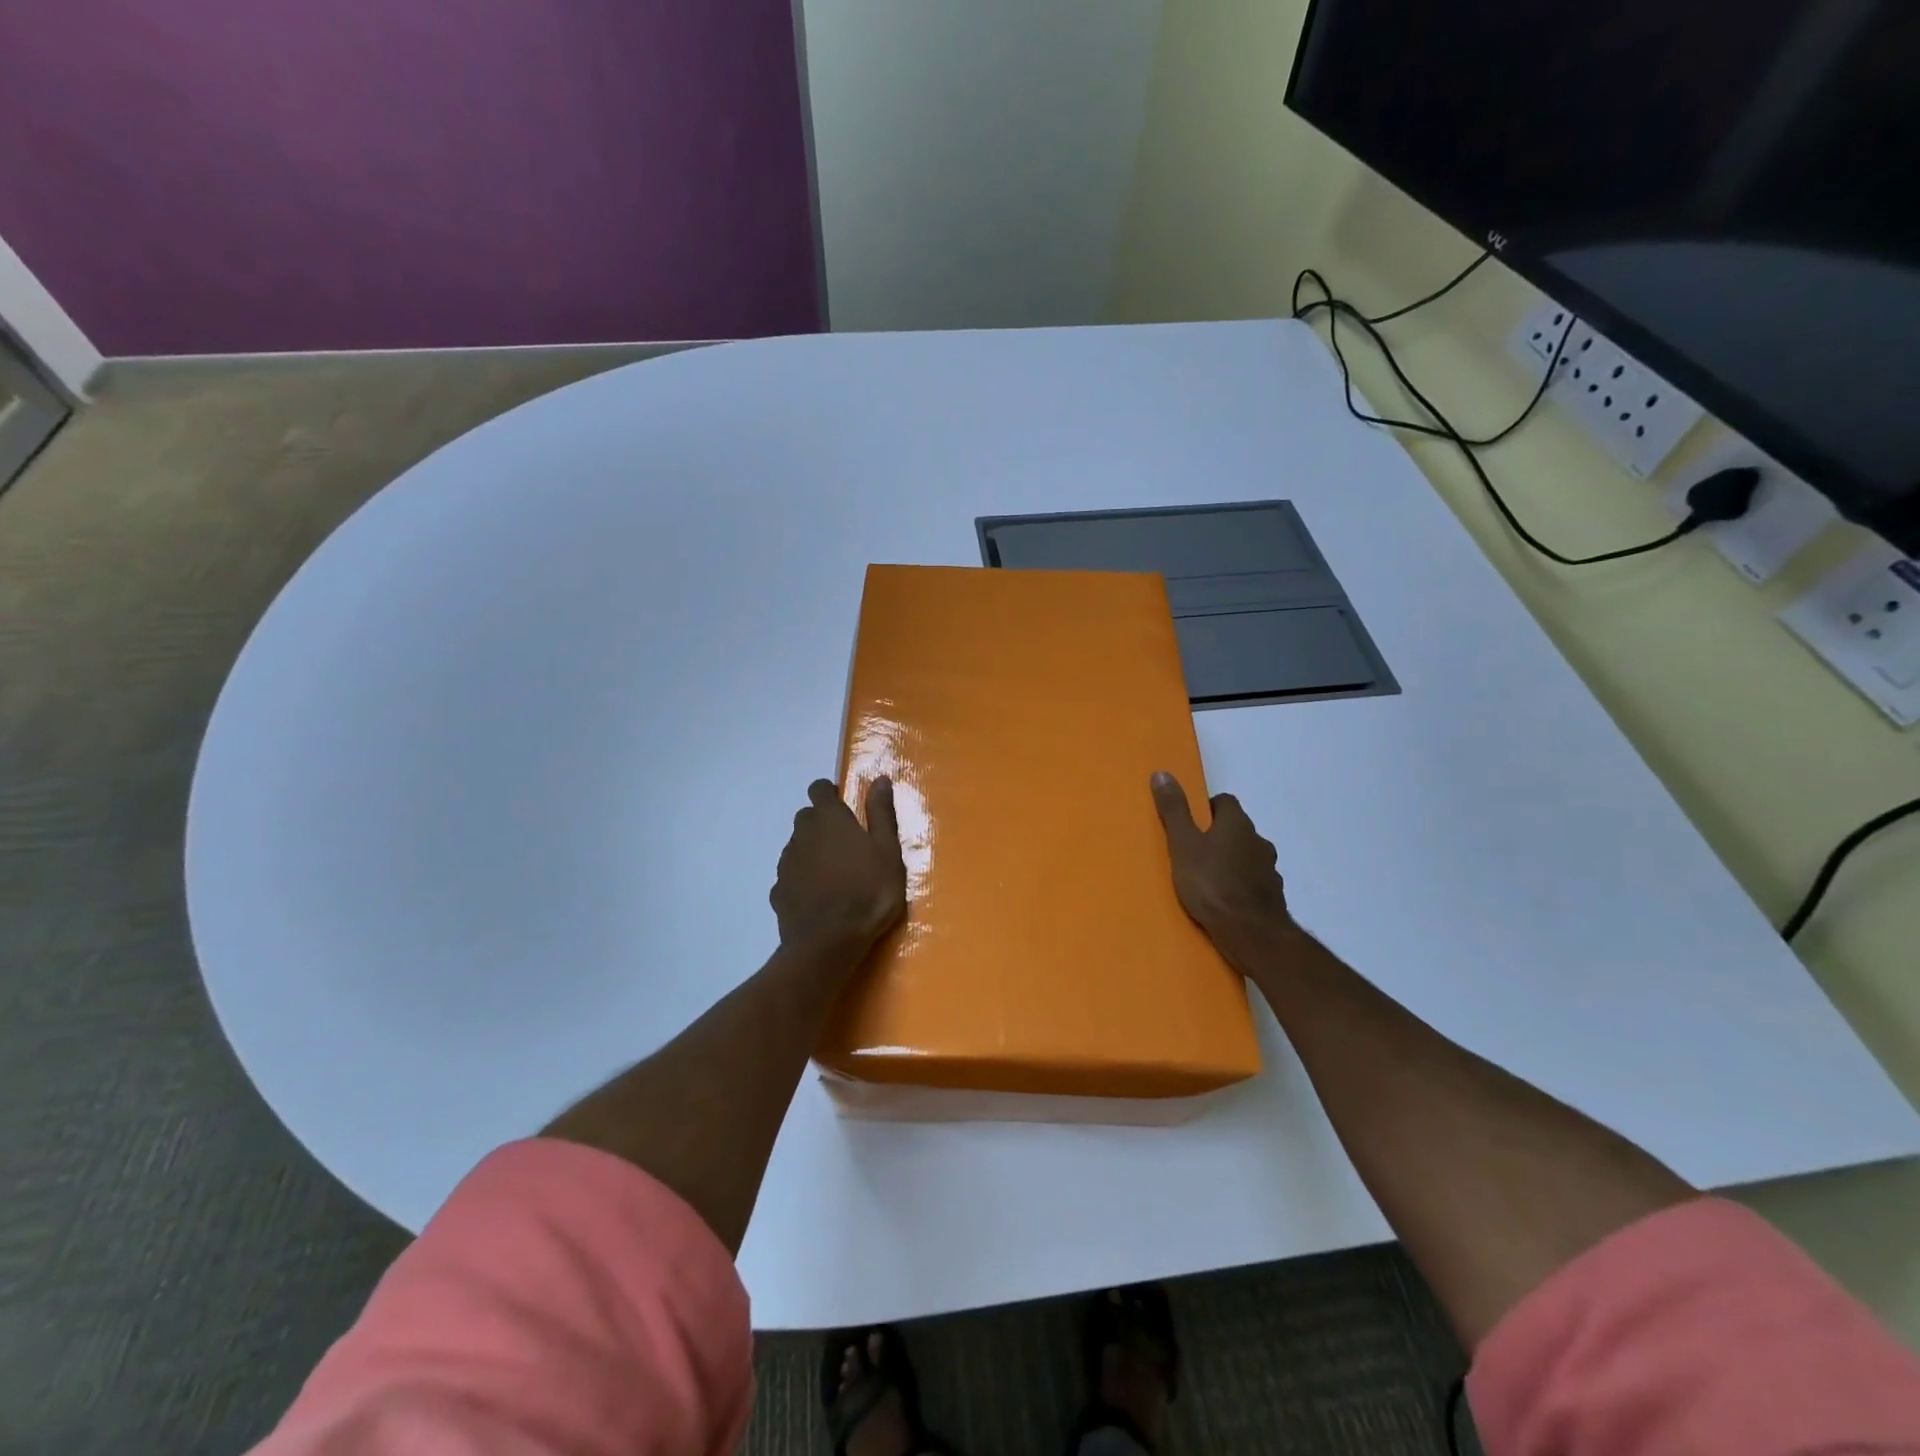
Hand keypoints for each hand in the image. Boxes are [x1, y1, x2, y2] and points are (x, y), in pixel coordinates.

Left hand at [771, 777, 907, 956]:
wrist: (829, 942)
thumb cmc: (868, 891)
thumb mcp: (888, 850)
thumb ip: (881, 813)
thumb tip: (880, 778)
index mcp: (829, 819)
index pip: (819, 789)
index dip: (830, 793)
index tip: (845, 806)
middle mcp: (802, 834)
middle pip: (807, 817)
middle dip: (823, 823)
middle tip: (847, 844)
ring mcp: (786, 864)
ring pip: (798, 847)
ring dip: (813, 852)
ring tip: (836, 874)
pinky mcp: (778, 891)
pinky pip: (791, 876)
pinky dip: (802, 879)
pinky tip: (819, 897)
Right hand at [1151, 771, 1296, 968]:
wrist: (1251, 933)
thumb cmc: (1211, 883)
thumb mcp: (1183, 844)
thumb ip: (1174, 811)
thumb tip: (1162, 773)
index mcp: (1237, 823)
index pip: (1225, 802)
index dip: (1207, 809)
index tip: (1190, 823)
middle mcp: (1259, 841)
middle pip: (1238, 829)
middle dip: (1219, 836)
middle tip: (1194, 851)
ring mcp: (1270, 869)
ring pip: (1247, 856)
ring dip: (1232, 861)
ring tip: (1208, 878)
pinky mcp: (1273, 896)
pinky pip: (1253, 882)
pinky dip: (1241, 885)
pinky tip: (1224, 900)